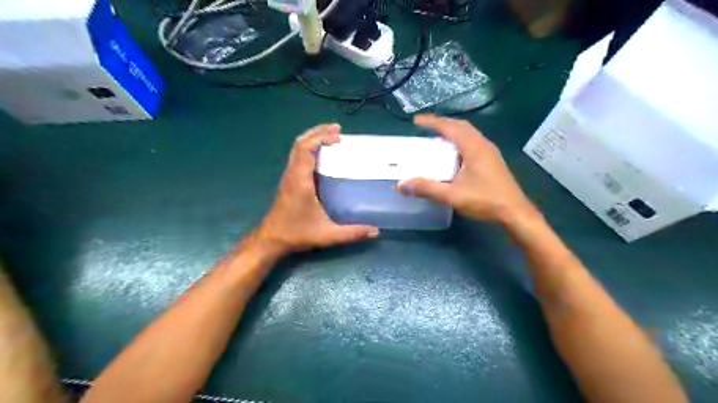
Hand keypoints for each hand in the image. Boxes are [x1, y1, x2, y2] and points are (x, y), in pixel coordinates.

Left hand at [253, 122, 377, 255]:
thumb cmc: (296, 234)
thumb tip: (375, 231)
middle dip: (318, 132)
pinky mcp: (289, 181)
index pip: (306, 148)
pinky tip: (320, 154)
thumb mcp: (327, 234)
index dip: (321, 138)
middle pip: (300, 143)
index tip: (339, 136)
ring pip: (297, 148)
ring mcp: (289, 176)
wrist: (270, 239)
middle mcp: (292, 173)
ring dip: (312, 138)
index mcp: (300, 180)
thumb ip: (351, 233)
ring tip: (330, 136)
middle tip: (337, 130)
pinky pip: (297, 157)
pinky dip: (308, 148)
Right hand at [398, 115, 537, 224]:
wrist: (515, 212)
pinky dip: (459, 141)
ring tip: (437, 138)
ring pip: (468, 134)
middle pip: (460, 126)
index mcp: (473, 147)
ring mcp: (489, 152)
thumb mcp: (452, 195)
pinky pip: (473, 143)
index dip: (432, 122)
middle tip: (425, 128)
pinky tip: (453, 155)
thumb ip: (427, 189)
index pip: (450, 127)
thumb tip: (401, 185)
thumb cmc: (485, 200)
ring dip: (452, 132)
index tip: (416, 121)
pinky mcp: (492, 160)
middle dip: (442, 124)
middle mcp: (483, 144)